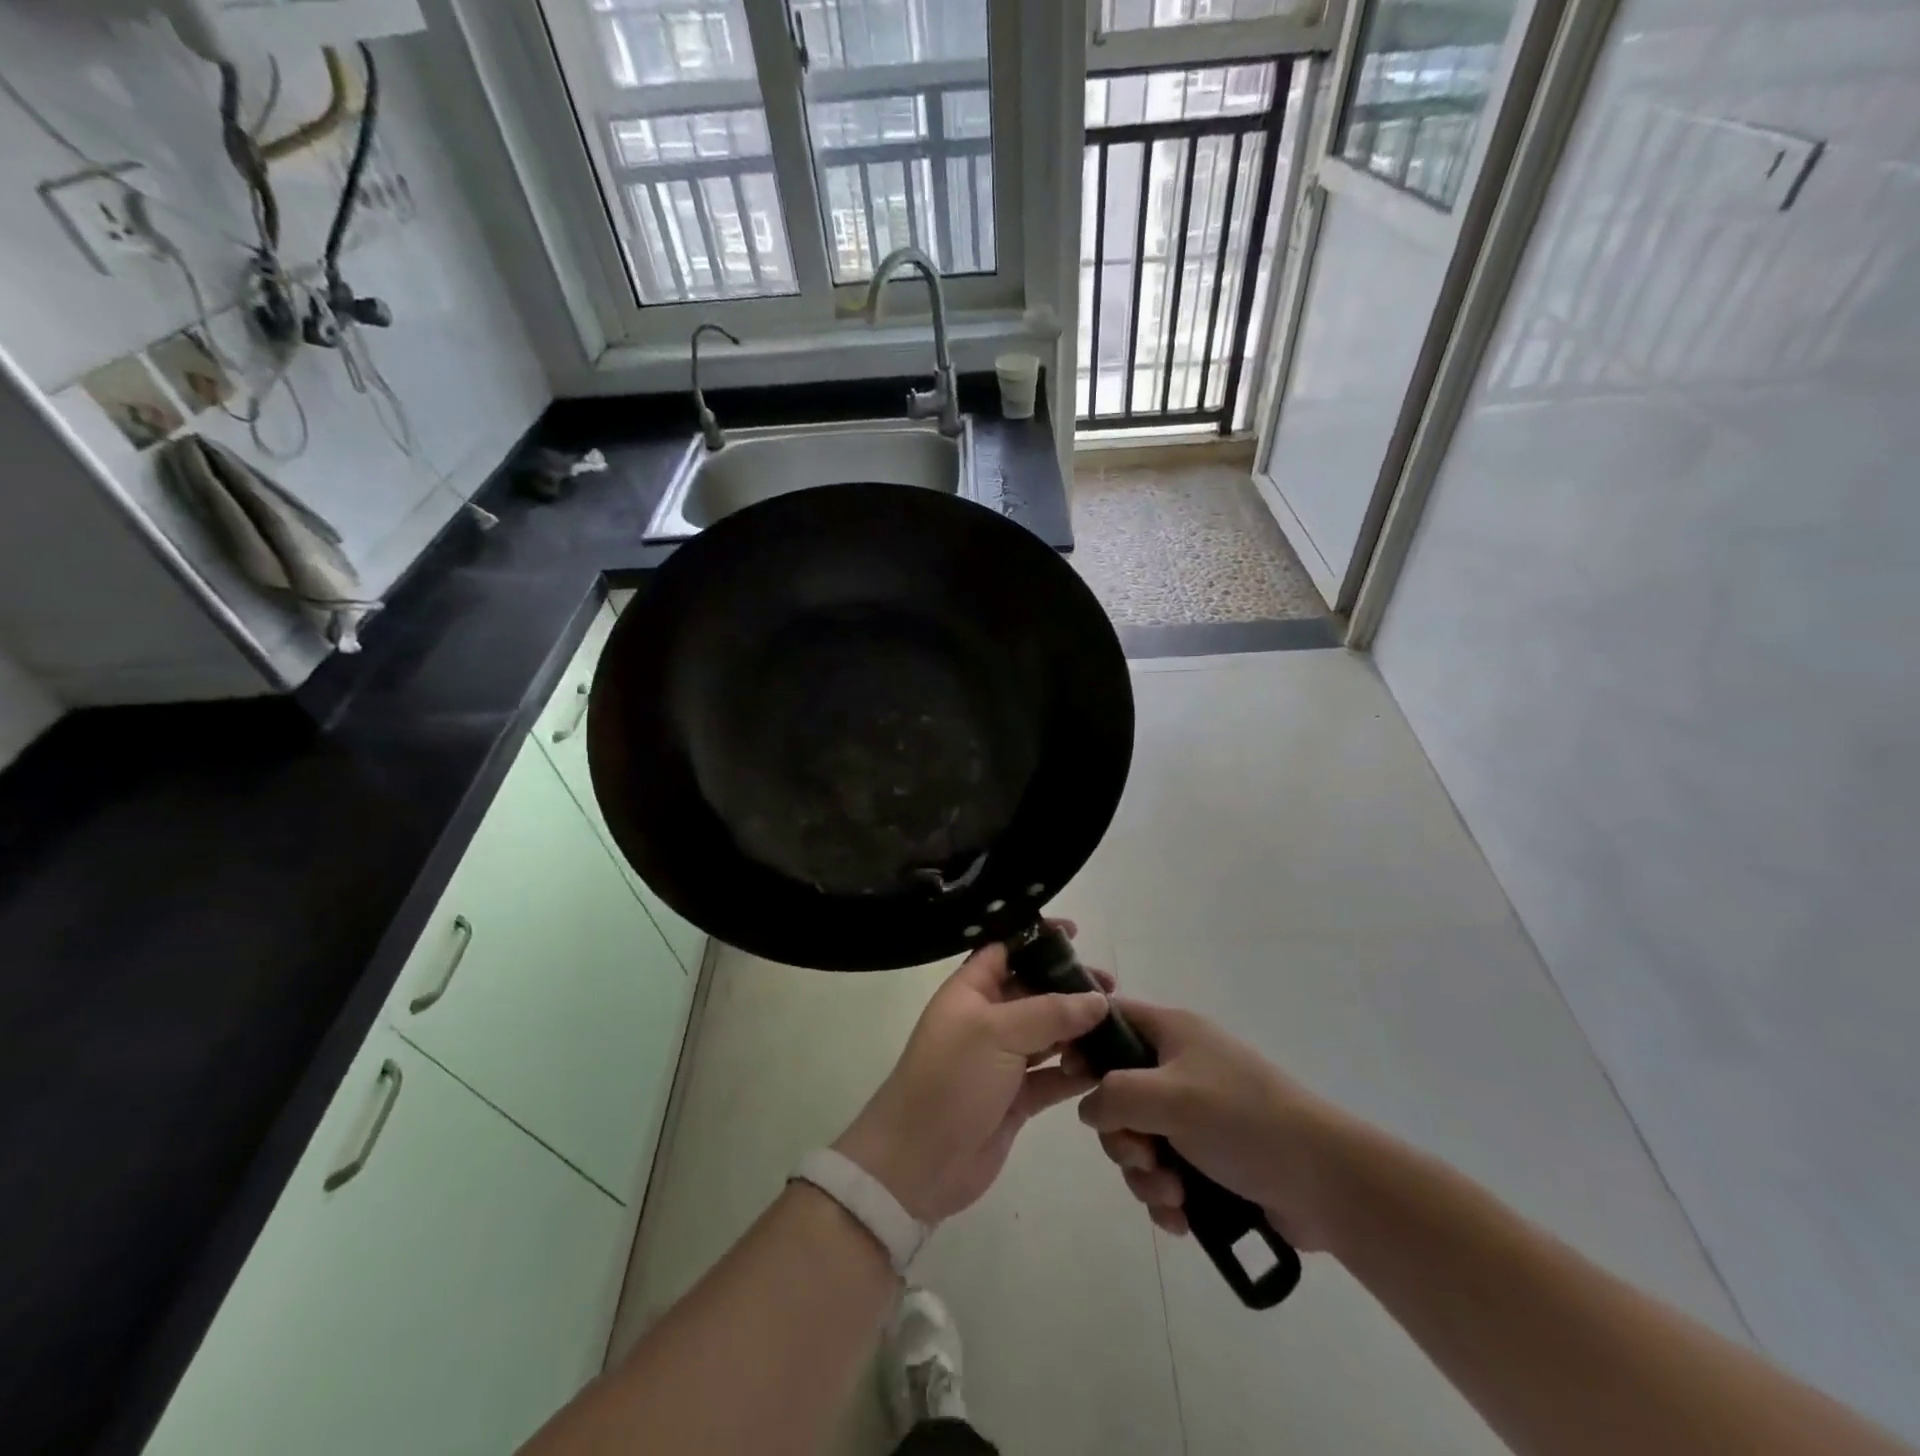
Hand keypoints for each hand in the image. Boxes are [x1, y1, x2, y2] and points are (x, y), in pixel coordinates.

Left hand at [834, 926, 1114, 1224]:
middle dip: (1069, 986)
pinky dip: (1077, 1070)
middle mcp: (987, 1019)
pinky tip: (1107, 1066)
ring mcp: (1002, 1060)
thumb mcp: (996, 1032)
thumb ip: (1050, 1012)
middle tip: (1111, 988)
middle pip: (1034, 990)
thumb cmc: (951, 1079)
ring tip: (1119, 1025)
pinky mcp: (1017, 1098)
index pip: (1005, 949)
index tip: (1075, 933)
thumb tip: (1098, 999)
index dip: (1036, 938)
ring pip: (1048, 1033)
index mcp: (971, 990)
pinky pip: (1053, 1075)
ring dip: (1079, 1029)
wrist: (918, 1162)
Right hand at [1072, 998, 1348, 1250]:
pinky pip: (1164, 1172)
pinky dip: (1166, 1195)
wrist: (1326, 1182)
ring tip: (1173, 1194)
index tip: (1073, 1080)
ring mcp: (1195, 1114)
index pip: (1111, 1017)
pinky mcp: (1209, 1158)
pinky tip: (1182, 1215)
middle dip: (1121, 1133)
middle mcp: (1179, 1067)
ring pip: (1138, 1138)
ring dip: (1144, 1172)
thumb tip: (1090, 1109)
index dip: (1085, 1042)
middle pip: (1118, 1091)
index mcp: (1172, 1032)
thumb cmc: (1242, 1120)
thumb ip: (1114, 1095)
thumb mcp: (1168, 1096)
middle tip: (1143, 1153)